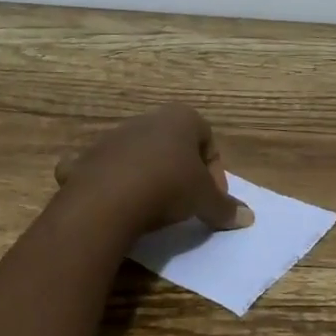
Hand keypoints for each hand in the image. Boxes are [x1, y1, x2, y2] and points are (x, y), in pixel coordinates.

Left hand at [54, 104, 248, 238]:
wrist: (108, 198)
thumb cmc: (168, 186)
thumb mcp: (205, 200)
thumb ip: (225, 207)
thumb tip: (248, 218)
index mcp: (181, 118)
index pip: (208, 139)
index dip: (215, 171)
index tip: (212, 198)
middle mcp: (147, 119)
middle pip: (173, 144)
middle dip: (182, 171)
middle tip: (187, 202)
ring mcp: (114, 136)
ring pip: (140, 155)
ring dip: (149, 176)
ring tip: (154, 208)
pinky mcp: (88, 157)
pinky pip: (108, 169)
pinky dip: (115, 183)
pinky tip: (120, 206)